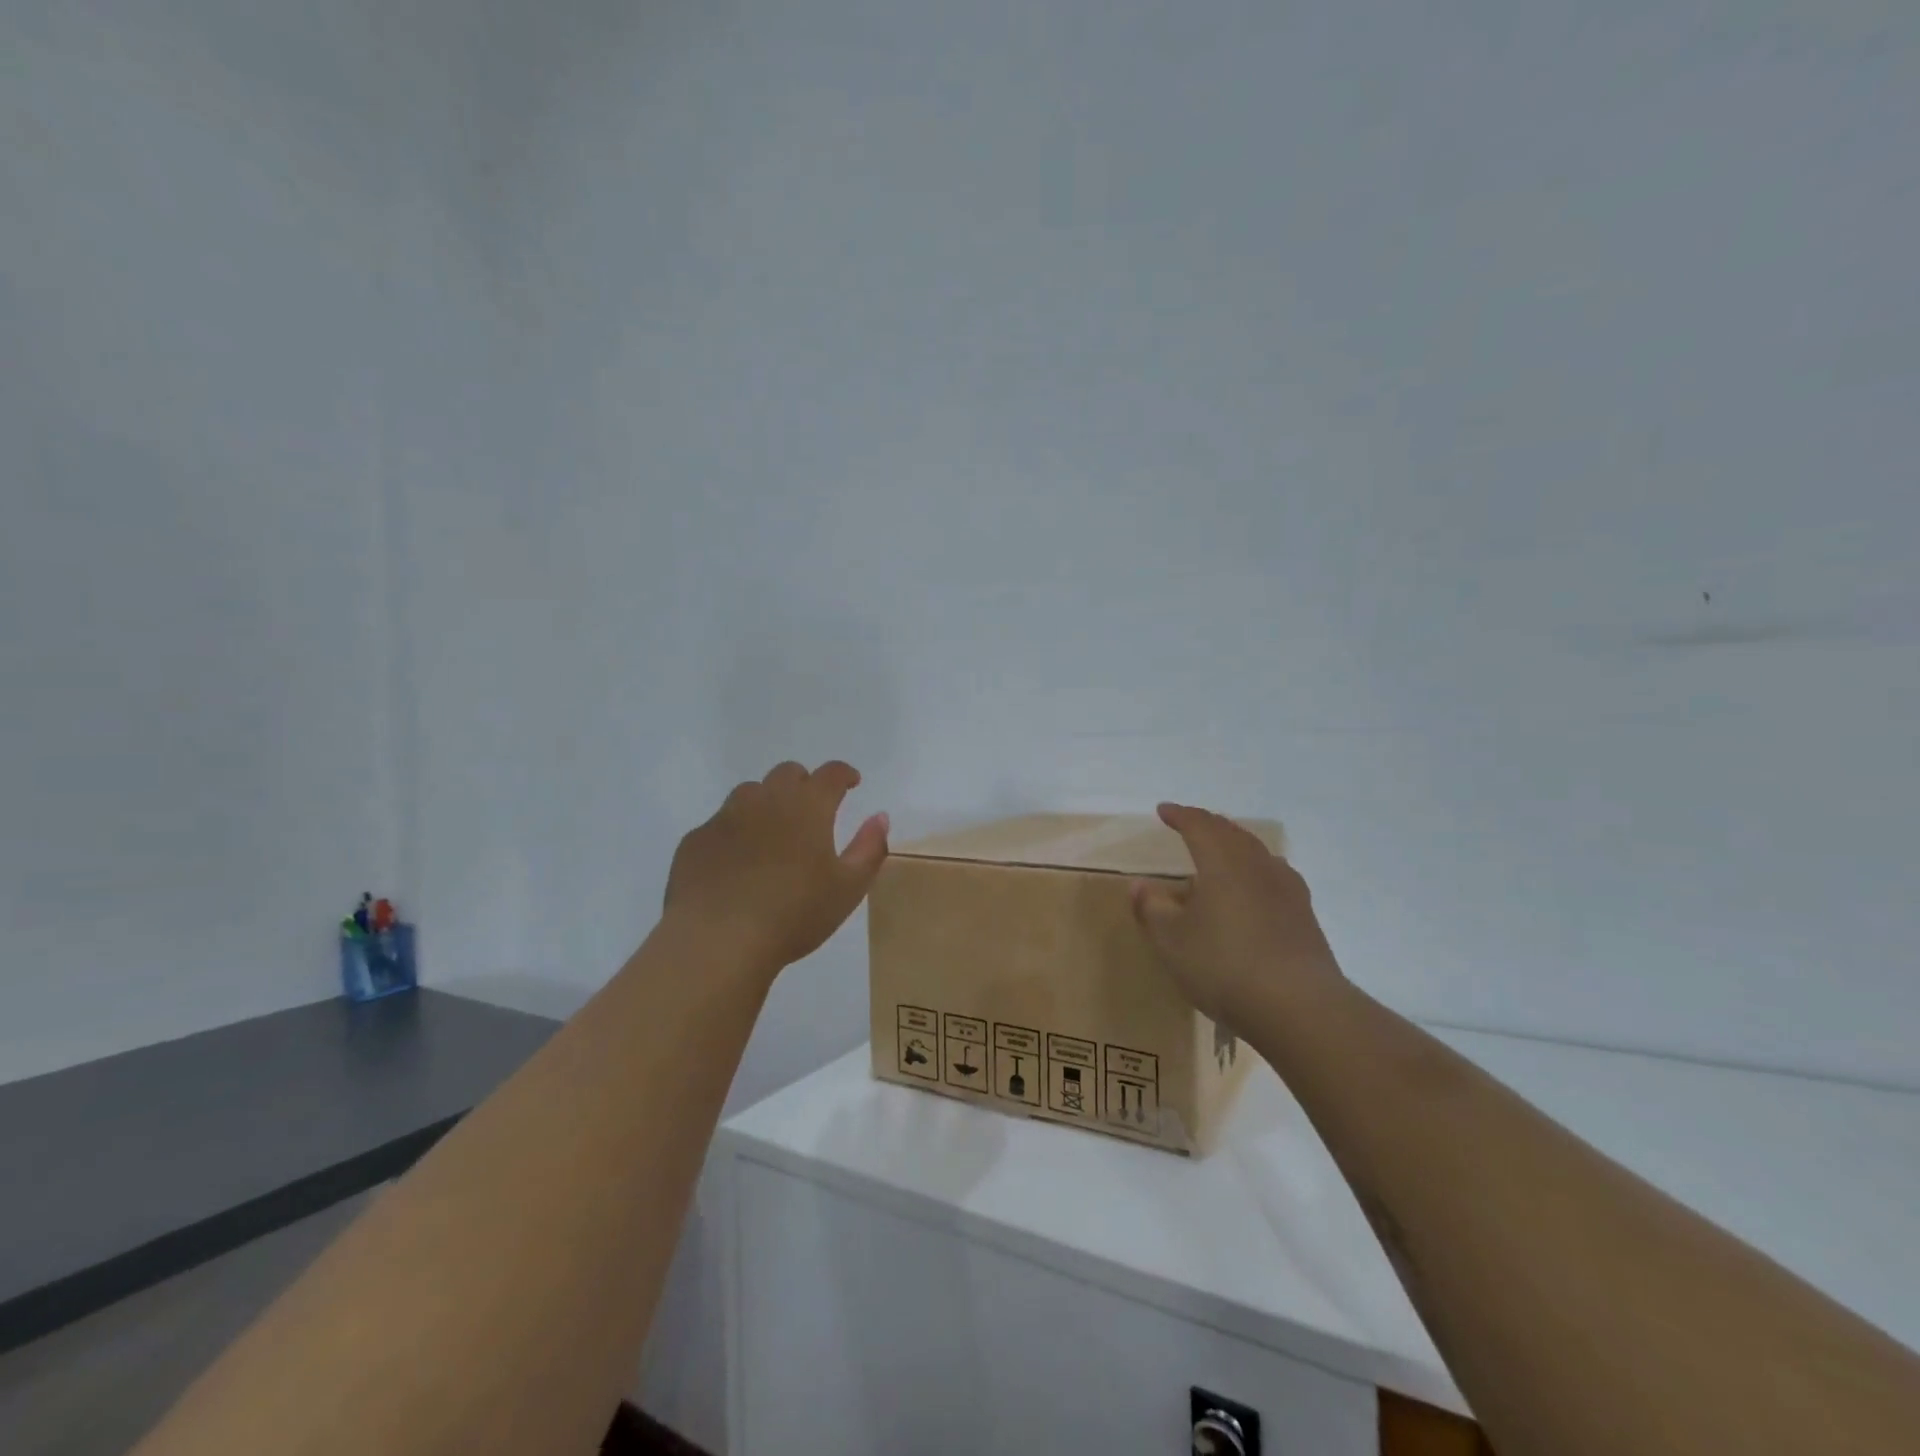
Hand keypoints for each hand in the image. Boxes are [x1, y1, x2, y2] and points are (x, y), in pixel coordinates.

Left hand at [663, 760, 889, 976]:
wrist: (718, 941)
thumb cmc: (794, 914)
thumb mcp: (848, 888)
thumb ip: (870, 848)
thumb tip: (879, 817)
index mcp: (807, 807)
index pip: (830, 774)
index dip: (843, 774)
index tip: (851, 782)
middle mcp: (765, 800)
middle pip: (787, 773)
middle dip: (804, 784)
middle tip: (812, 810)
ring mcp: (724, 818)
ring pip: (749, 793)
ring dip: (766, 803)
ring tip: (772, 834)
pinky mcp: (694, 841)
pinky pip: (719, 824)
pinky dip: (734, 833)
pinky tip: (736, 863)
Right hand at [1130, 803, 1347, 1030]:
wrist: (1299, 1007)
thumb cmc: (1224, 965)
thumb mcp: (1172, 940)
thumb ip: (1152, 908)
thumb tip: (1140, 885)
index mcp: (1222, 862)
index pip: (1199, 825)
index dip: (1180, 815)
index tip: (1163, 811)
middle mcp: (1257, 865)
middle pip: (1231, 833)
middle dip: (1208, 825)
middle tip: (1190, 825)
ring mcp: (1287, 889)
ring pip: (1256, 853)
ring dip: (1234, 847)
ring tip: (1219, 857)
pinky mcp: (1304, 915)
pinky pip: (1273, 876)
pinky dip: (1254, 872)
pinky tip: (1252, 891)